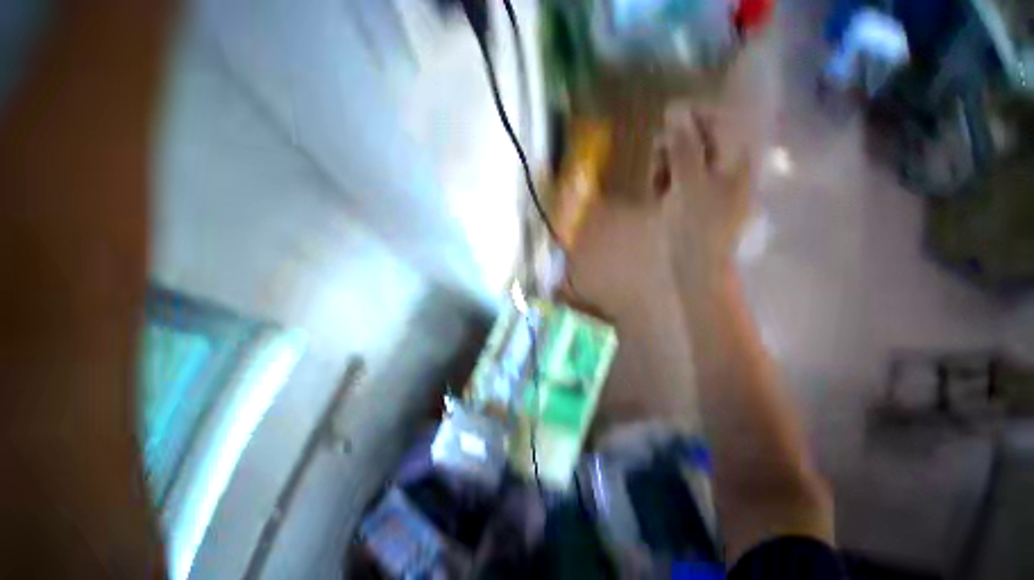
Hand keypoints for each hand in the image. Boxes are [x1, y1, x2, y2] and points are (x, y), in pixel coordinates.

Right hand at [651, 103, 752, 275]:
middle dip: (672, 147)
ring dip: (664, 165)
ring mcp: (709, 183)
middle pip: (697, 139)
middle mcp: (726, 166)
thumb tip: (675, 110)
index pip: (716, 120)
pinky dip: (664, 181)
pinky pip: (677, 177)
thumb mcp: (689, 183)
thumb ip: (684, 147)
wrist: (695, 265)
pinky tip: (657, 193)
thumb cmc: (696, 226)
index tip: (664, 129)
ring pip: (683, 159)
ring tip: (655, 184)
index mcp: (736, 158)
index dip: (689, 119)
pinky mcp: (694, 198)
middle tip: (657, 163)